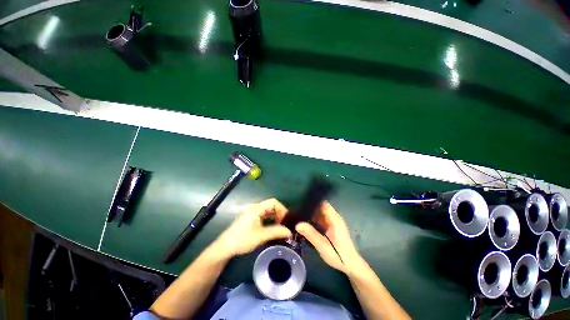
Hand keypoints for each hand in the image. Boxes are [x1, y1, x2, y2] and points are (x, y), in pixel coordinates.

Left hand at [215, 198, 291, 258]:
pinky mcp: (250, 218)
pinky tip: (273, 228)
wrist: (225, 247)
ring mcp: (252, 212)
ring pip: (267, 211)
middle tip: (285, 224)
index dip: (282, 209)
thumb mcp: (261, 236)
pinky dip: (270, 220)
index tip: (287, 219)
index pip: (273, 202)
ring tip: (281, 227)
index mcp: (257, 208)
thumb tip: (290, 231)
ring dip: (275, 217)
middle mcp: (255, 207)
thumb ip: (276, 232)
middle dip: (279, 213)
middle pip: (271, 206)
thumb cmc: (242, 239)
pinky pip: (263, 215)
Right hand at [296, 201, 359, 273]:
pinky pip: (321, 218)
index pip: (323, 204)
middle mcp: (334, 217)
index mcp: (334, 219)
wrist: (350, 265)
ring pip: (320, 212)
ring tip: (298, 214)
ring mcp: (332, 221)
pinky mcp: (331, 226)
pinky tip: (305, 221)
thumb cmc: (339, 255)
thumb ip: (311, 235)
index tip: (301, 203)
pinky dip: (313, 218)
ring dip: (311, 213)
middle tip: (297, 210)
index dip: (313, 202)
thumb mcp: (323, 246)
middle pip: (321, 207)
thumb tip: (298, 224)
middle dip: (310, 207)